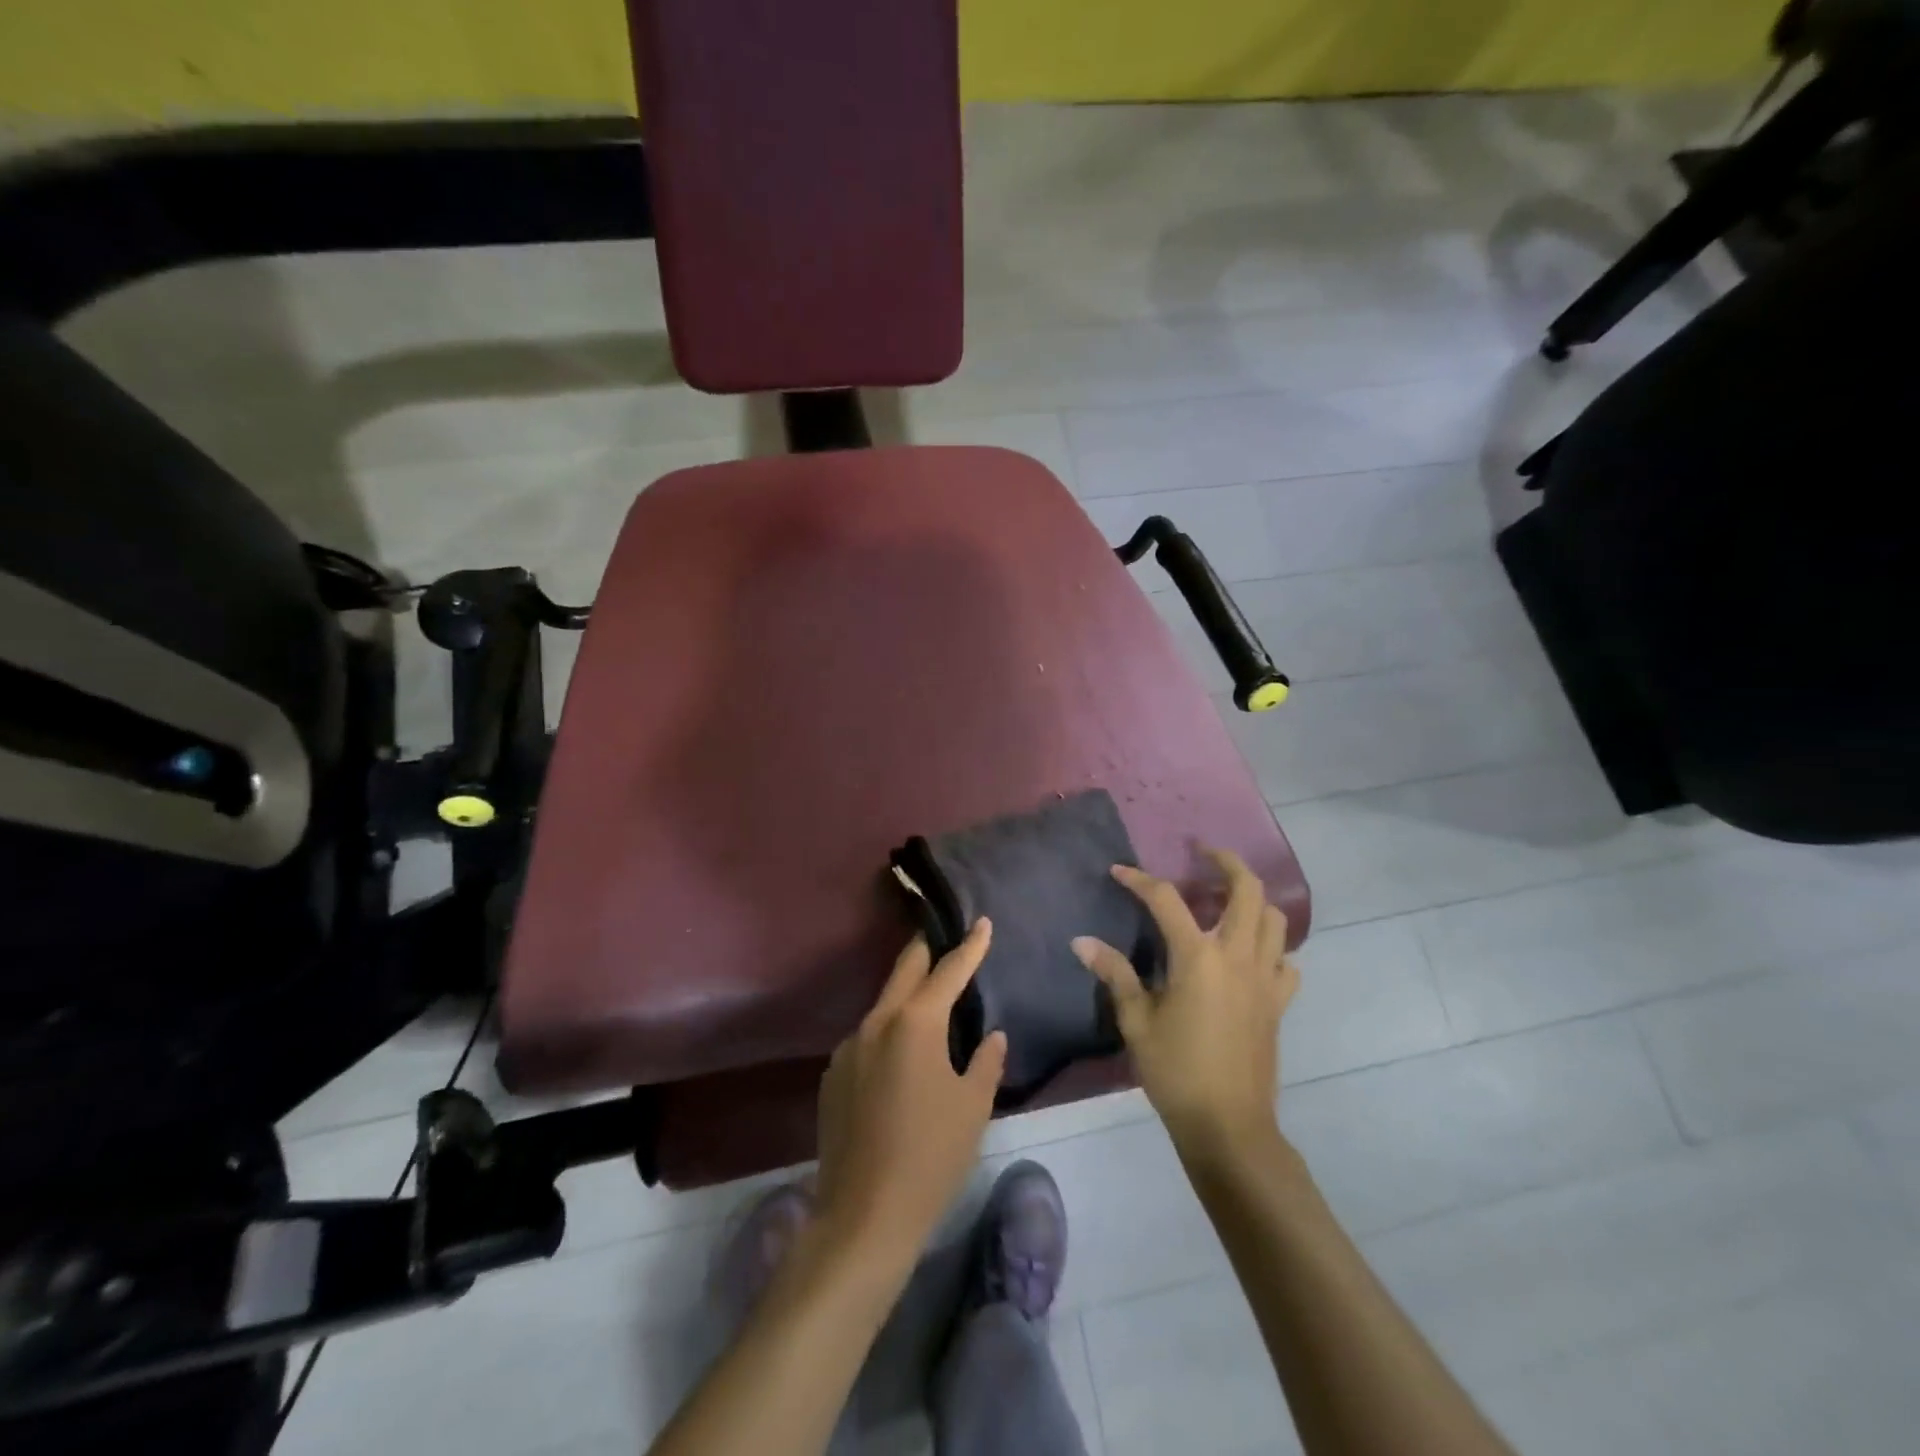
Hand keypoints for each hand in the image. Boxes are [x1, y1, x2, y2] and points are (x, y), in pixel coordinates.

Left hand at [814, 920, 1007, 1261]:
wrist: (865, 1216)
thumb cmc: (932, 1156)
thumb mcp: (972, 1107)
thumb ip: (985, 1062)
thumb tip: (992, 1037)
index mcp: (915, 1023)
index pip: (948, 971)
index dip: (969, 946)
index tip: (981, 922)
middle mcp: (876, 1022)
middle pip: (904, 970)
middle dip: (927, 950)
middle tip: (945, 936)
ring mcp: (849, 1047)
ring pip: (883, 1005)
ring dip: (907, 997)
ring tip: (930, 1003)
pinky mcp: (833, 1075)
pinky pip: (867, 1039)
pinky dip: (888, 1034)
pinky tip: (900, 1060)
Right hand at [1074, 850, 1298, 1152]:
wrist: (1229, 1126)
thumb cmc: (1176, 1071)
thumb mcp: (1136, 1022)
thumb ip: (1114, 974)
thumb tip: (1082, 941)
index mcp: (1198, 957)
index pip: (1166, 900)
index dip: (1140, 880)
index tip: (1118, 871)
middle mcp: (1237, 956)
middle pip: (1246, 889)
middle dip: (1225, 861)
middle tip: (1202, 853)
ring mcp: (1265, 978)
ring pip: (1274, 919)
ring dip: (1252, 899)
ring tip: (1226, 899)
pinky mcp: (1279, 1003)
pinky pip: (1286, 961)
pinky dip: (1271, 947)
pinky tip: (1250, 955)